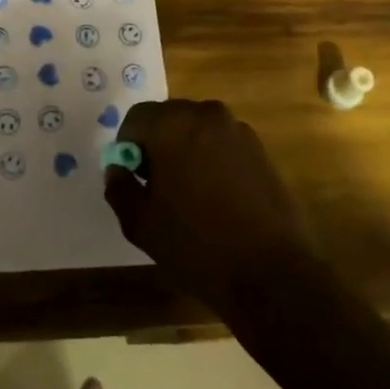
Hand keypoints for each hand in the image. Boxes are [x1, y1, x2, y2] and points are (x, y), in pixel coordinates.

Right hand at [103, 99, 318, 311]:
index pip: (136, 118)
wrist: (271, 273)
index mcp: (172, 125)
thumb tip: (118, 169)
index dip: (128, 147)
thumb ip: (120, 188)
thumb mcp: (141, 224)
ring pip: (197, 129)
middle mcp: (206, 115)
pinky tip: (217, 197)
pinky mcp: (261, 149)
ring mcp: (238, 130)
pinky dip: (212, 159)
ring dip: (186, 150)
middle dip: (157, 144)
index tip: (134, 178)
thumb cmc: (197, 245)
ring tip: (189, 193)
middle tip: (157, 185)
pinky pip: (222, 143)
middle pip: (168, 118)